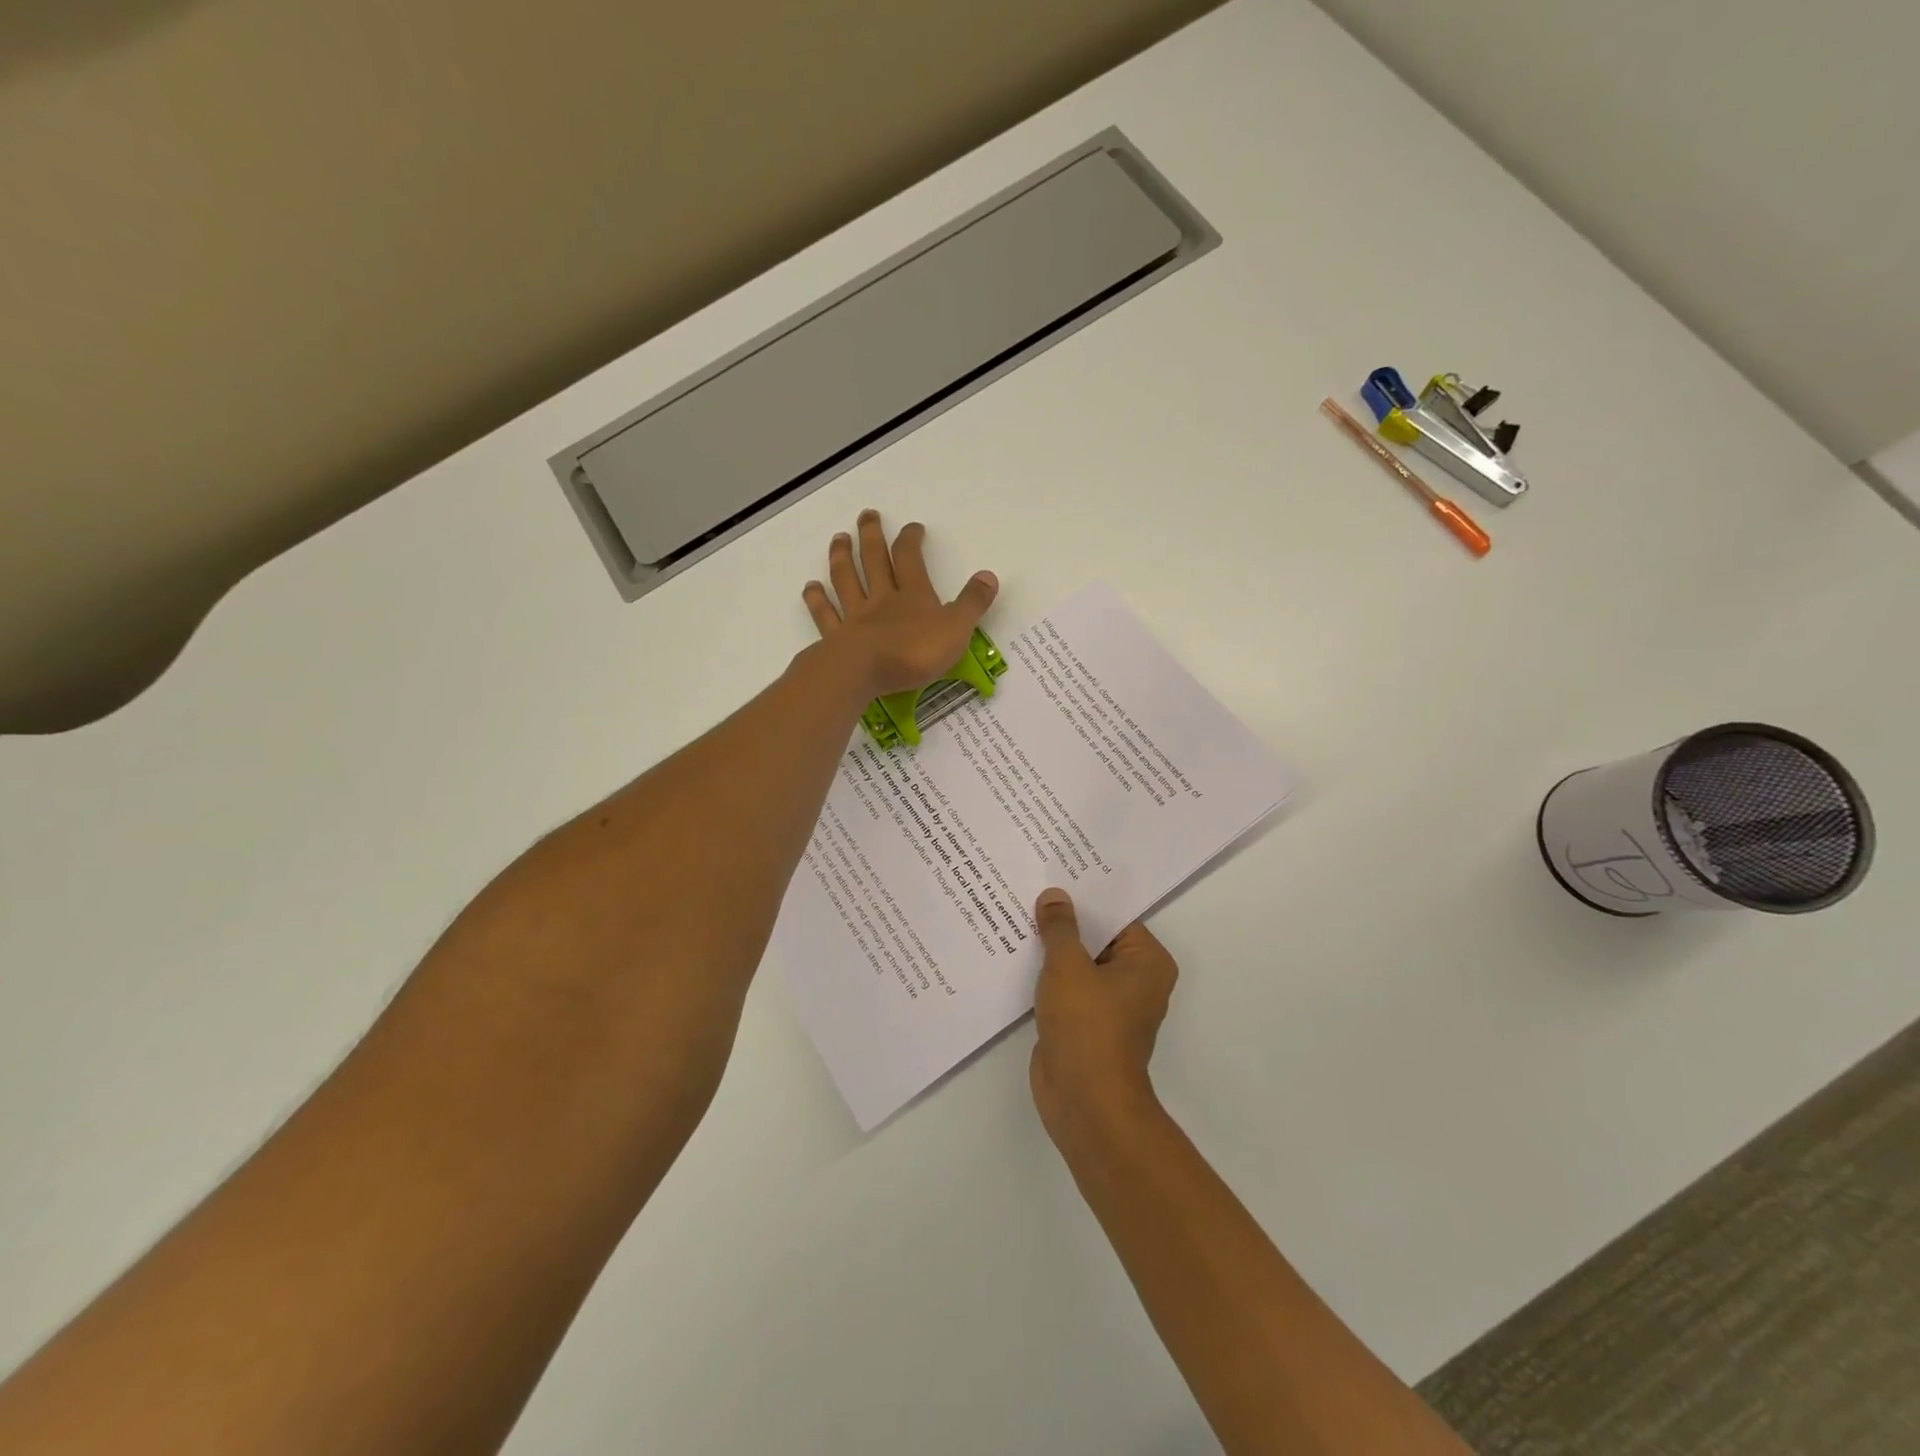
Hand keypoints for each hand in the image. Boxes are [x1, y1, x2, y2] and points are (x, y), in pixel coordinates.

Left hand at [803, 510, 997, 698]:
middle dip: (872, 536)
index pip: (911, 559)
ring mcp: (855, 617)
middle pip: (874, 561)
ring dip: (842, 558)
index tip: (912, 527)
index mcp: (913, 596)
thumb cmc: (914, 652)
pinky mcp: (836, 639)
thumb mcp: (956, 629)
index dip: (911, 540)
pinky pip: (825, 615)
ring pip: (846, 581)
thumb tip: (989, 575)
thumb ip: (972, 603)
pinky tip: (810, 587)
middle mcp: (882, 600)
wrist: (864, 673)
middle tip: (866, 515)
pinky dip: (817, 600)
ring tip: (838, 538)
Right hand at [1029, 889, 1178, 1143]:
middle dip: (1064, 921)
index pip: (1115, 916)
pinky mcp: (1085, 1023)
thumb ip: (1060, 927)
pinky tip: (1015, 954)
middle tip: (1029, 888)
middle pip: (1096, 938)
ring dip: (1051, 948)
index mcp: (1147, 961)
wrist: (1084, 1100)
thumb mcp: (1068, 966)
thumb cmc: (1087, 1024)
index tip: (1054, 875)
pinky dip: (1046, 975)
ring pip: (1078, 963)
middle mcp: (1135, 980)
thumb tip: (1054, 896)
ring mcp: (1110, 1004)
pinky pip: (1066, 987)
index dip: (1084, 897)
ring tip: (1017, 913)